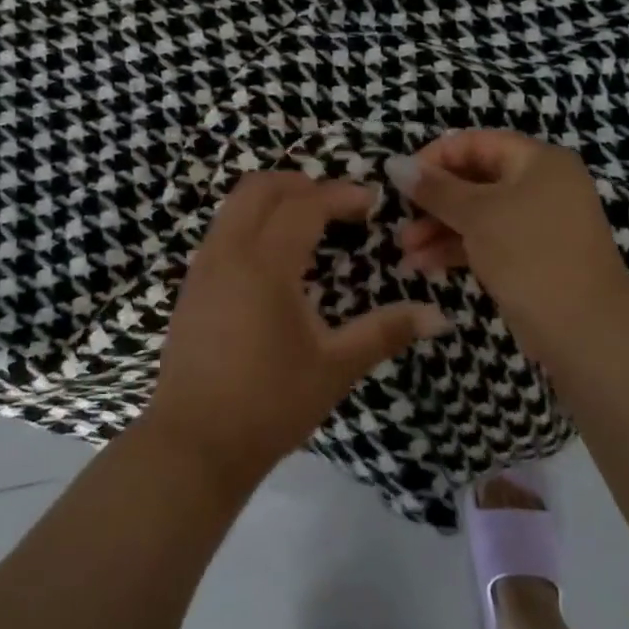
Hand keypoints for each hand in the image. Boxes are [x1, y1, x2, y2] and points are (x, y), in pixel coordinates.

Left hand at [140, 172, 449, 496]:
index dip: (341, 194)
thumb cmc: (270, 404)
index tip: (371, 203)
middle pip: (260, 187)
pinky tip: (274, 261)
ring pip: (234, 206)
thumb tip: (438, 316)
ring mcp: (203, 268)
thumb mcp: (335, 367)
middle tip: (337, 205)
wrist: (194, 445)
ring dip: (272, 200)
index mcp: (265, 264)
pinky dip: (251, 223)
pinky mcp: (190, 287)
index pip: (305, 205)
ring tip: (308, 226)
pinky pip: (222, 231)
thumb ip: (385, 332)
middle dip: (301, 183)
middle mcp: (228, 252)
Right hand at [386, 131, 628, 359]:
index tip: (400, 181)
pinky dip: (456, 249)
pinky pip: (487, 241)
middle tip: (400, 221)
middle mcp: (541, 185)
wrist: (585, 329)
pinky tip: (423, 266)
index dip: (434, 158)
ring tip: (405, 252)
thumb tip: (393, 163)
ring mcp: (537, 223)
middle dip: (433, 201)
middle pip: (474, 179)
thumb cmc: (530, 255)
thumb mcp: (477, 214)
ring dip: (438, 229)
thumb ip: (434, 188)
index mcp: (538, 161)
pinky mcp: (530, 257)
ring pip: (477, 214)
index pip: (475, 143)